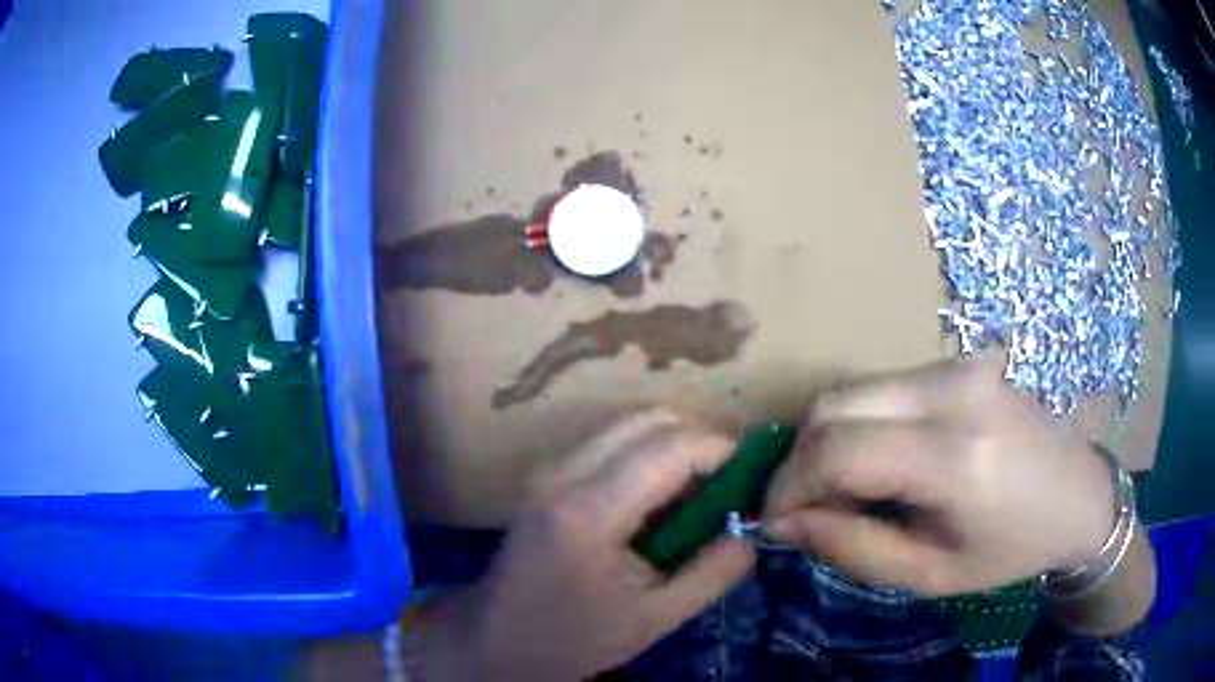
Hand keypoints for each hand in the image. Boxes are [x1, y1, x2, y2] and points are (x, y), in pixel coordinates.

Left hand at [448, 410, 754, 680]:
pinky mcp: (548, 475)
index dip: (721, 449)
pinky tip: (660, 501)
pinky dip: (648, 456)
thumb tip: (752, 528)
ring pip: (630, 424)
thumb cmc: (573, 638)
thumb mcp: (655, 619)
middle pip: (650, 420)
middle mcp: (564, 472)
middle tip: (730, 485)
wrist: (496, 638)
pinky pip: (611, 442)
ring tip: (699, 495)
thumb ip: (712, 572)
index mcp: (589, 511)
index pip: (669, 447)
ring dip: (675, 446)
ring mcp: (550, 469)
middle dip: (701, 441)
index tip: (753, 475)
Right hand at [762, 353, 1115, 596]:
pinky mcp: (961, 360)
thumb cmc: (1013, 548)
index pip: (839, 450)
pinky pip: (884, 386)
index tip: (774, 522)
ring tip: (843, 489)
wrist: (1079, 493)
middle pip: (835, 404)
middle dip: (800, 460)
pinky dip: (860, 424)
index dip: (789, 486)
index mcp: (958, 456)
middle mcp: (955, 391)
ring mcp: (960, 365)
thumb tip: (784, 524)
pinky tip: (880, 461)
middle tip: (805, 508)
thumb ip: (854, 549)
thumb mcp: (932, 575)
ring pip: (854, 389)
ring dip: (829, 441)